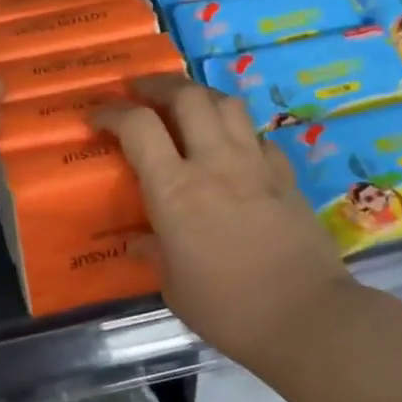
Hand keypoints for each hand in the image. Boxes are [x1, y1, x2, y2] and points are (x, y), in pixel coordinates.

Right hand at [94, 77, 354, 374]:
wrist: (305, 317)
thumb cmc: (227, 308)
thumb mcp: (173, 285)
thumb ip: (153, 254)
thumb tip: (138, 243)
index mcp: (175, 190)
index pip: (138, 127)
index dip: (112, 113)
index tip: (96, 117)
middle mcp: (214, 163)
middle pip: (187, 97)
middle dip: (158, 85)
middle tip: (140, 91)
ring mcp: (255, 165)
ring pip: (227, 104)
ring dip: (200, 96)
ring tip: (185, 106)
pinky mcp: (286, 176)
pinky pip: (257, 136)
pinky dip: (237, 130)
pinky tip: (232, 145)